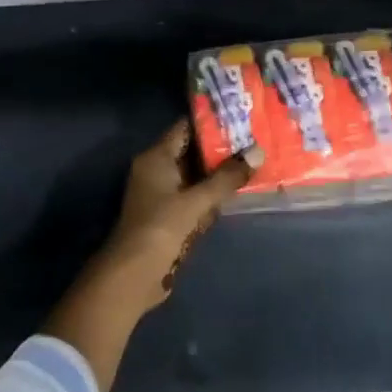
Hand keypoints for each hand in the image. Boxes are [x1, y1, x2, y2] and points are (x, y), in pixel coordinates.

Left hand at [45, 122, 258, 391]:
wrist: (134, 274)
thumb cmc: (161, 227)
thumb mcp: (196, 200)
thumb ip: (226, 178)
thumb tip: (257, 152)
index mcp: (156, 158)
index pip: (185, 129)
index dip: (210, 122)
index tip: (240, 118)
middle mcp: (156, 171)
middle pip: (191, 152)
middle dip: (220, 150)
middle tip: (254, 142)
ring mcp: (161, 195)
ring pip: (195, 177)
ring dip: (218, 175)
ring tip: (252, 164)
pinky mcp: (168, 216)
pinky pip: (193, 198)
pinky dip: (210, 197)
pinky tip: (234, 196)